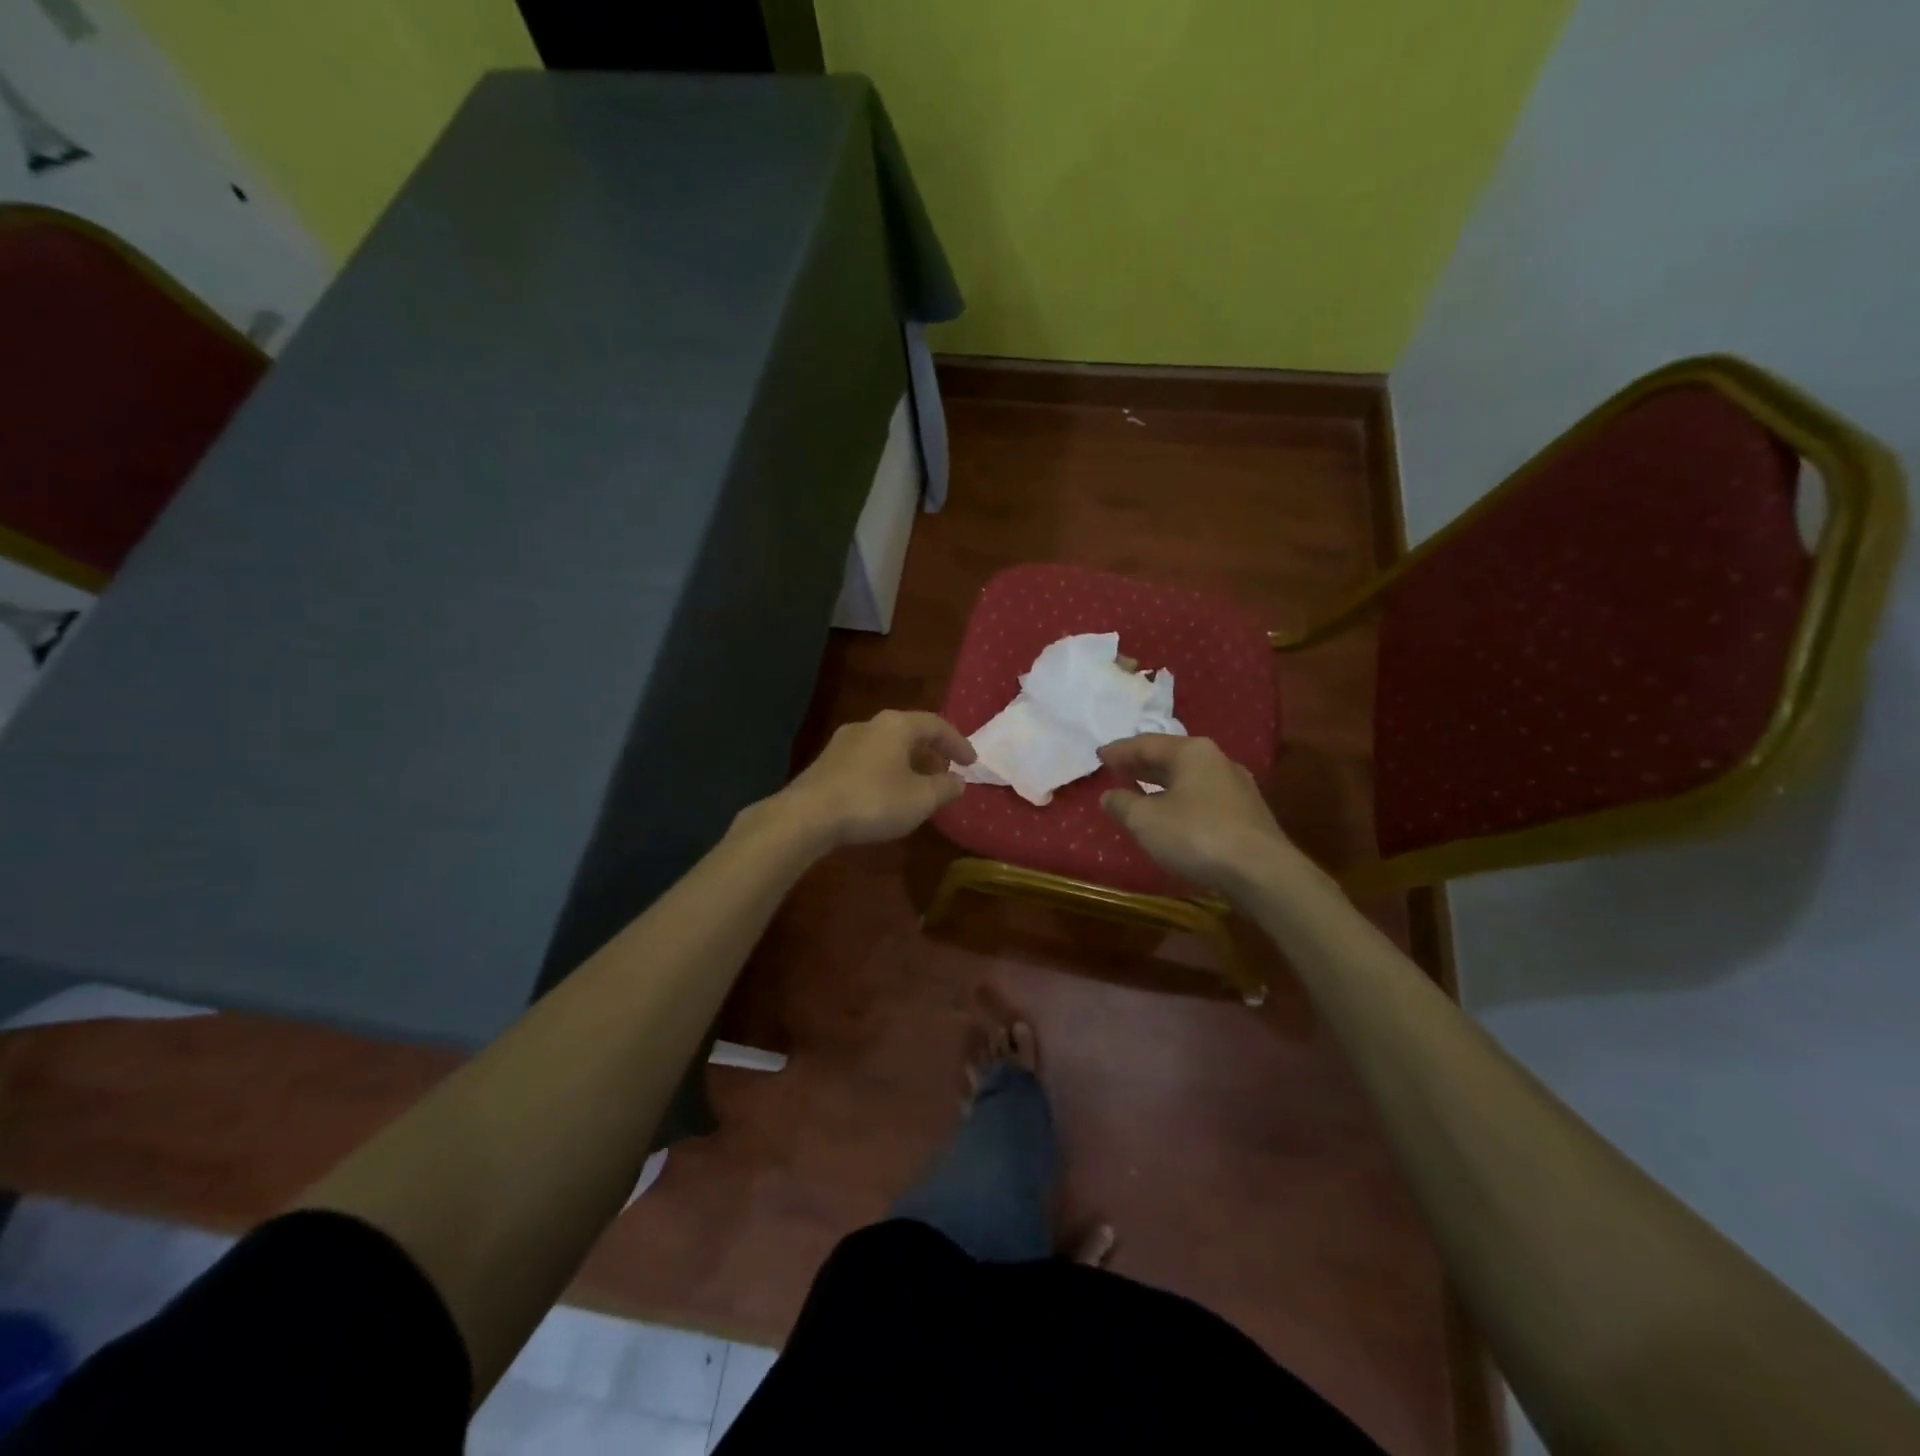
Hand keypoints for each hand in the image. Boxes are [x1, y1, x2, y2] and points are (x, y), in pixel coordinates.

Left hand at [775, 710, 975, 847]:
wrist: (807, 816)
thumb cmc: (873, 801)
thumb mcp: (920, 799)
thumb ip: (945, 788)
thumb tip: (958, 781)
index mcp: (896, 725)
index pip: (936, 725)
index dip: (958, 743)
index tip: (972, 763)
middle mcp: (870, 724)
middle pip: (909, 732)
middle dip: (931, 752)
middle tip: (946, 772)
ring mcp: (844, 742)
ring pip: (887, 746)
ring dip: (908, 763)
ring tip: (919, 785)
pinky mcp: (827, 763)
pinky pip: (868, 760)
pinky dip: (886, 771)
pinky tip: (887, 794)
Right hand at [1097, 735, 1304, 897]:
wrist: (1263, 873)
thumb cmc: (1197, 836)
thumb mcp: (1146, 821)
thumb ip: (1122, 804)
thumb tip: (1109, 795)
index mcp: (1192, 752)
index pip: (1146, 743)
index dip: (1119, 751)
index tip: (1099, 756)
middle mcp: (1218, 760)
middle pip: (1171, 757)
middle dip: (1142, 765)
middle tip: (1116, 771)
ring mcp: (1237, 787)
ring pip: (1189, 778)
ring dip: (1162, 784)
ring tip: (1140, 793)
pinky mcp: (1247, 814)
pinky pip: (1203, 798)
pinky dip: (1180, 800)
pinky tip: (1172, 816)